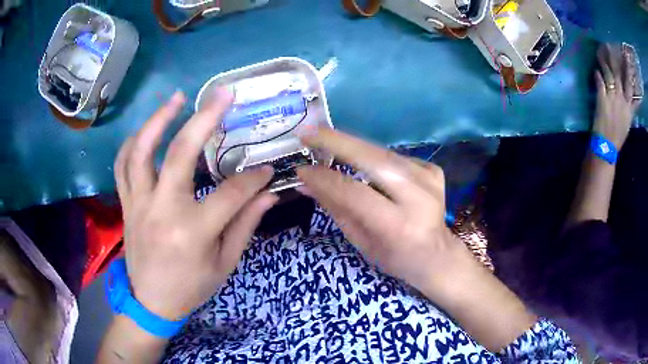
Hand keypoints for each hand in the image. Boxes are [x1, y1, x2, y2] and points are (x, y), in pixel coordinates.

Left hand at [114, 89, 277, 320]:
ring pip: (142, 152)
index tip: (267, 169)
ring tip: (177, 98)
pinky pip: (122, 167)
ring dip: (158, 120)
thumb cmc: (191, 287)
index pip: (231, 193)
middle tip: (222, 95)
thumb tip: (269, 194)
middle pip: (181, 154)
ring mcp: (139, 204)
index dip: (254, 178)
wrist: (151, 302)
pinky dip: (132, 144)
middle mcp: (162, 211)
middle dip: (205, 119)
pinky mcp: (127, 204)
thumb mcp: (224, 264)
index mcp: (193, 232)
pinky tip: (145, 131)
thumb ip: (245, 226)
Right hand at [297, 129, 535, 350]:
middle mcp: (417, 196)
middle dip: (336, 141)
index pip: (353, 192)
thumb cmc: (395, 257)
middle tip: (308, 132)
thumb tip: (306, 181)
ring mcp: (429, 178)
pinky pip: (395, 157)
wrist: (437, 254)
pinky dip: (374, 156)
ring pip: (382, 151)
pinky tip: (363, 161)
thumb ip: (335, 208)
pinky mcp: (433, 169)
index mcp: (397, 224)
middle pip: (372, 159)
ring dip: (351, 144)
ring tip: (325, 138)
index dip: (323, 178)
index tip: (299, 167)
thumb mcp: (361, 241)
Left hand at [593, 43, 642, 148]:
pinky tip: (595, 70)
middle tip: (616, 47)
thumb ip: (632, 108)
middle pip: (621, 76)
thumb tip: (636, 99)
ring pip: (610, 74)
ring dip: (605, 61)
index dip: (629, 72)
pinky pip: (599, 81)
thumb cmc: (618, 135)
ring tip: (601, 50)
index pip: (631, 87)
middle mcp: (622, 100)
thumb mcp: (628, 121)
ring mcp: (612, 98)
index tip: (627, 58)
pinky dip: (597, 74)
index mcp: (629, 107)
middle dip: (618, 60)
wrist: (607, 147)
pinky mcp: (602, 98)